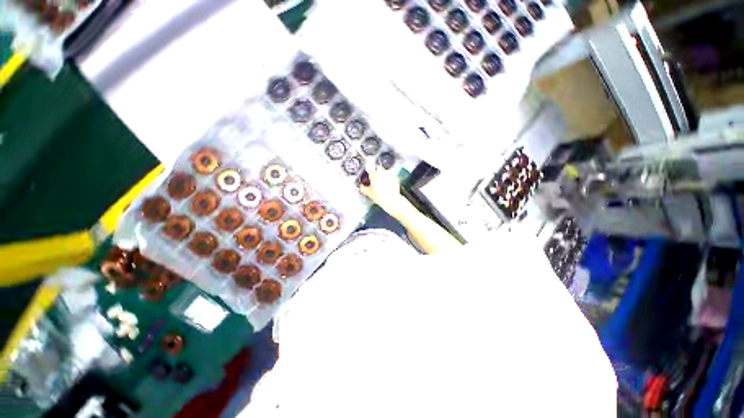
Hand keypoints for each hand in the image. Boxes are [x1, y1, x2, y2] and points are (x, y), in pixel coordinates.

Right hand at [359, 166, 405, 214]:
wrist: (392, 200)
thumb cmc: (380, 197)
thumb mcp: (369, 193)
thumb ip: (363, 188)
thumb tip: (361, 187)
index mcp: (374, 174)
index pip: (369, 170)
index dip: (369, 174)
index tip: (369, 177)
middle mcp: (382, 172)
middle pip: (378, 169)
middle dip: (376, 173)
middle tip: (376, 180)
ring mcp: (389, 174)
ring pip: (385, 171)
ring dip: (383, 175)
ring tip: (382, 183)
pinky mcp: (395, 177)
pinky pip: (391, 176)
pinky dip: (389, 179)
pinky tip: (388, 185)